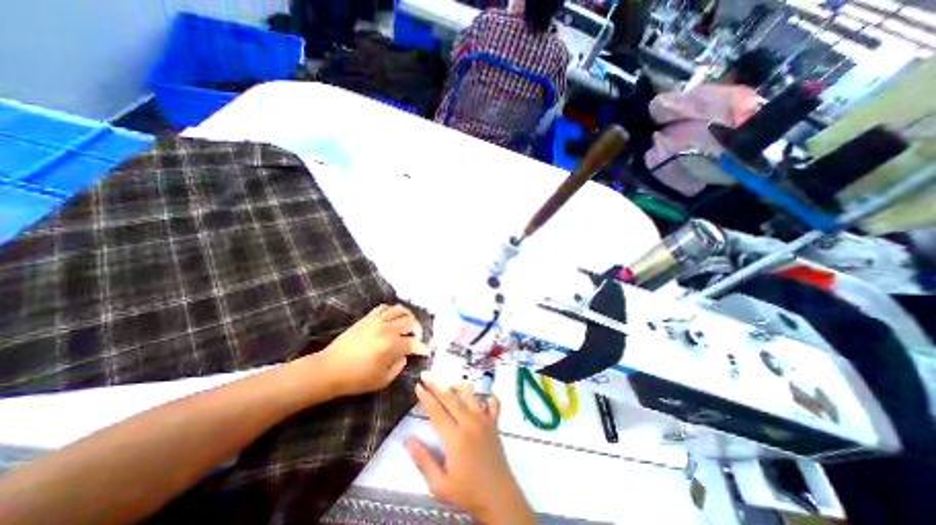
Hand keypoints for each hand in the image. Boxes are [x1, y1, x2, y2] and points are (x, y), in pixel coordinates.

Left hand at [315, 303, 431, 396]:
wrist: (330, 369)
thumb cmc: (357, 378)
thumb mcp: (383, 380)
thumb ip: (399, 366)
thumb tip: (405, 355)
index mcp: (392, 346)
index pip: (414, 343)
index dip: (423, 348)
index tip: (426, 351)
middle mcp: (388, 329)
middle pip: (410, 321)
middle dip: (418, 329)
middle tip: (416, 337)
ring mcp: (377, 321)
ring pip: (400, 310)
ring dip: (408, 316)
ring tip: (408, 324)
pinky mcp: (367, 318)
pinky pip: (385, 307)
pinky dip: (393, 310)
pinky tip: (393, 317)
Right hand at [404, 374, 533, 524]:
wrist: (499, 498)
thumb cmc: (467, 492)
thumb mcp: (439, 485)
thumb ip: (423, 460)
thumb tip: (406, 439)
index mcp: (455, 438)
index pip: (436, 411)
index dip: (425, 397)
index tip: (417, 386)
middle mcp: (470, 423)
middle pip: (450, 397)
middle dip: (436, 384)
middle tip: (425, 375)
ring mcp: (484, 420)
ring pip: (471, 394)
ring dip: (458, 385)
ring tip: (448, 384)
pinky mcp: (494, 422)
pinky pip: (492, 402)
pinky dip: (485, 395)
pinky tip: (478, 397)